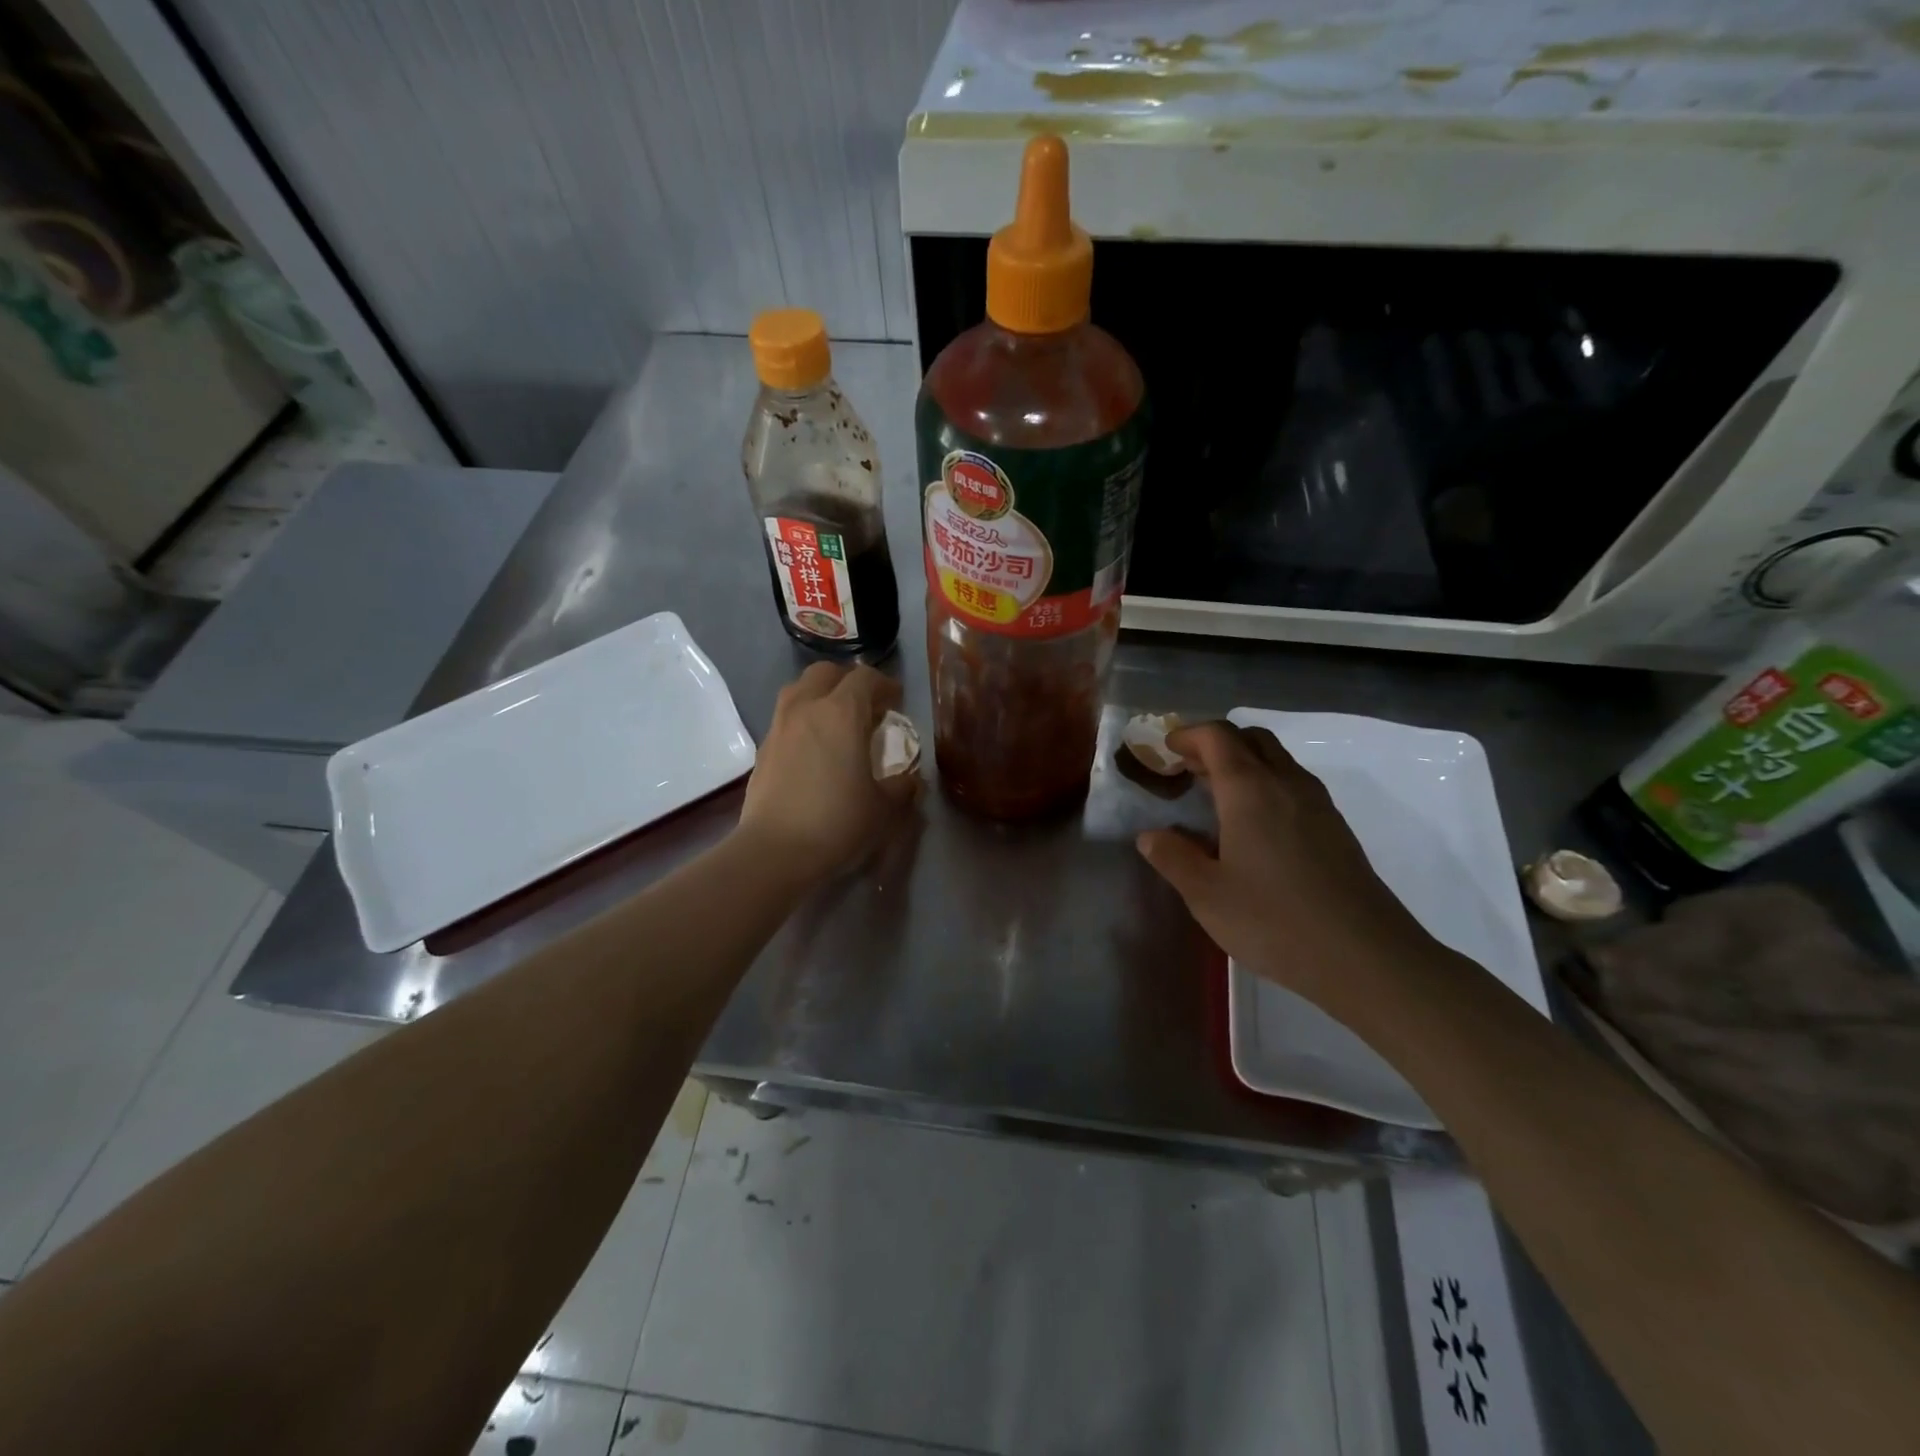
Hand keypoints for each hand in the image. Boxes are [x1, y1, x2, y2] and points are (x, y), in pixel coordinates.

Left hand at [738, 662, 918, 881]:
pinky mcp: (762, 750)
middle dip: (848, 682)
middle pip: (825, 673)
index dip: (884, 685)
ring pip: (798, 691)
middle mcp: (806, 709)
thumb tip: (910, 780)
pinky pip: (785, 719)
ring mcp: (779, 727)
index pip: (864, 678)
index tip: (896, 702)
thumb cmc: (838, 822)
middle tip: (865, 706)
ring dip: (820, 696)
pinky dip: (802, 722)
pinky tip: (813, 750)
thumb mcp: (883, 808)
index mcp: (841, 713)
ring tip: (836, 723)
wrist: (775, 851)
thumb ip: (902, 787)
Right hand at [1135, 722, 1435, 1010]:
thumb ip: (1173, 857)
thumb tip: (1150, 835)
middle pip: (1252, 738)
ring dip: (1244, 764)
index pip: (1217, 736)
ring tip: (1216, 798)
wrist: (1366, 957)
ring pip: (1277, 760)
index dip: (1189, 735)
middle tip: (1190, 769)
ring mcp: (1318, 805)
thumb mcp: (1206, 894)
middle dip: (1217, 743)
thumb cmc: (1274, 920)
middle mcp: (1286, 784)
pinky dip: (1266, 786)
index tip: (1166, 751)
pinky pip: (1293, 785)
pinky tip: (1254, 828)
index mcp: (1250, 790)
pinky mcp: (1336, 829)